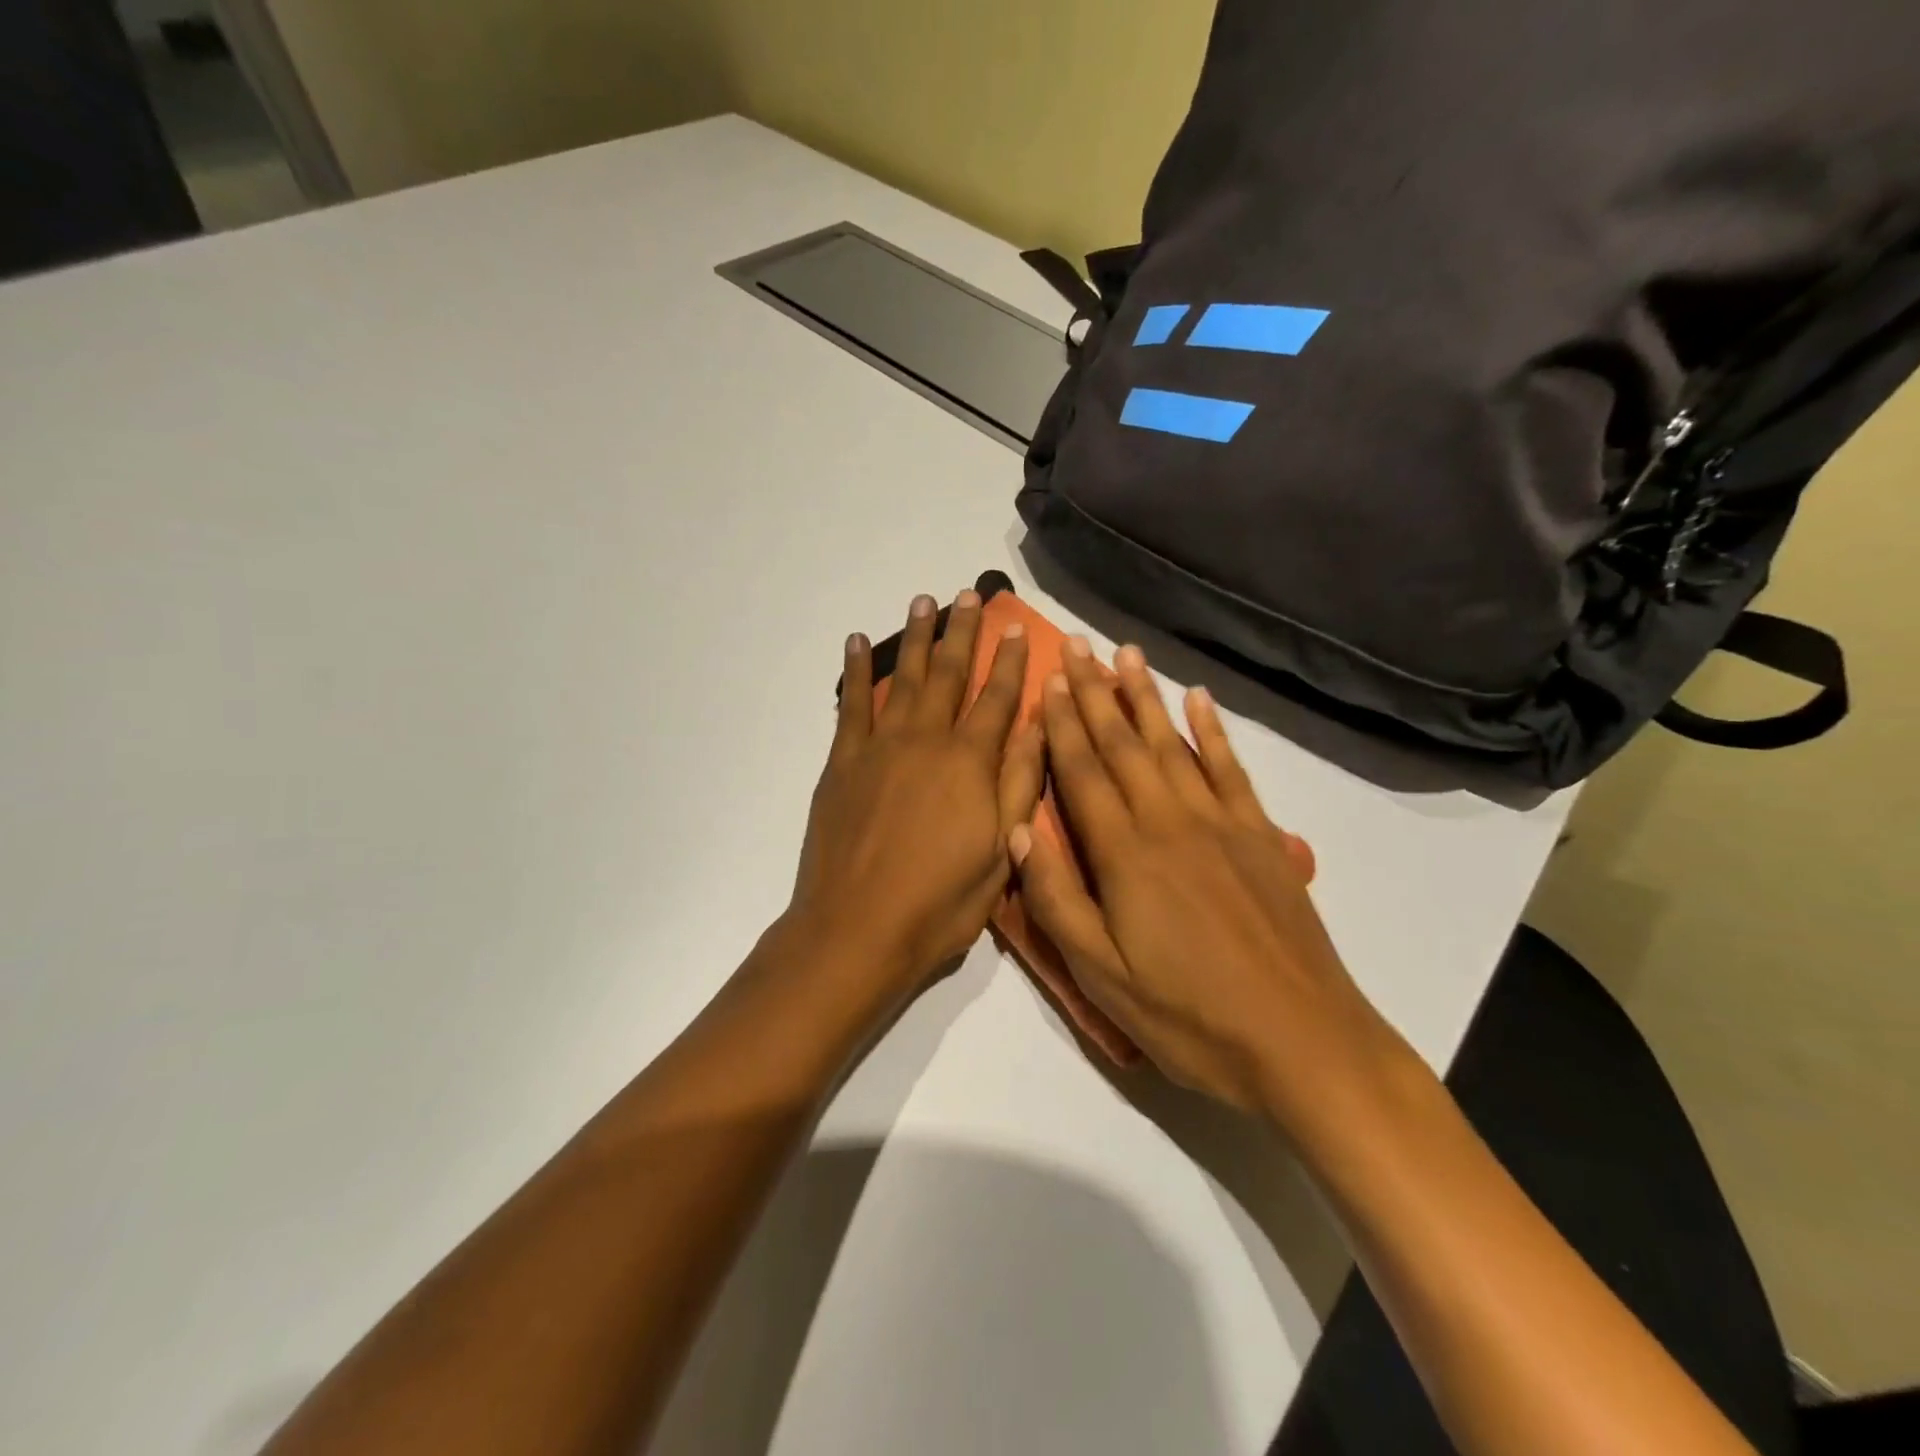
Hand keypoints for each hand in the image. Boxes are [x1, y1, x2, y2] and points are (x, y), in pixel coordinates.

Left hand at [789, 590, 1041, 1003]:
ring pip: (904, 678)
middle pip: (949, 675)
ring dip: (916, 637)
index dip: (1009, 661)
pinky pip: (852, 704)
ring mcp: (880, 747)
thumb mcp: (1001, 853)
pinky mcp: (843, 761)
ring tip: (924, 600)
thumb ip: (1019, 785)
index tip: (1016, 627)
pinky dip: (857, 670)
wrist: (856, 930)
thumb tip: (1037, 726)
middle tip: (969, 595)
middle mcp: (926, 741)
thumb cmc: (940, 903)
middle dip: (962, 632)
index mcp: (971, 763)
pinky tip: (860, 642)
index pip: (998, 699)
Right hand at [1010, 640, 1395, 1125]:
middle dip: (1096, 692)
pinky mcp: (1261, 836)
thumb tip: (1019, 829)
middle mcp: (1169, 822)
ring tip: (1126, 654)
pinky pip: (1230, 768)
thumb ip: (1056, 900)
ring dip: (1144, 697)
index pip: (1082, 772)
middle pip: (1123, 745)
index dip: (1062, 724)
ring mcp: (1221, 823)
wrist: (1302, 1042)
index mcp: (1125, 854)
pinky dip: (1211, 730)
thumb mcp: (1102, 977)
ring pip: (1171, 744)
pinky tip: (1199, 698)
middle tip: (1077, 645)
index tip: (1048, 679)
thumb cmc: (1189, 1018)